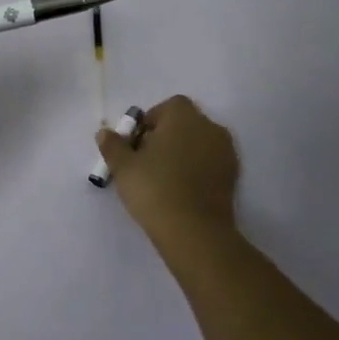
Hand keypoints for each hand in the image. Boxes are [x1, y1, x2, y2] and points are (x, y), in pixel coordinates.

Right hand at [97, 94, 240, 246]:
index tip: (137, 145)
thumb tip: (104, 132)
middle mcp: (209, 127)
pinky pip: (210, 163)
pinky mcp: (233, 176)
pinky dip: (197, 170)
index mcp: (183, 116)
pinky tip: (181, 191)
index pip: (167, 107)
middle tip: (147, 162)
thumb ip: (113, 145)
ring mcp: (225, 152)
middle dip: (166, 137)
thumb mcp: (123, 166)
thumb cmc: (155, 189)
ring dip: (183, 153)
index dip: (150, 122)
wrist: (195, 232)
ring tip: (164, 178)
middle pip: (184, 123)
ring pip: (199, 143)